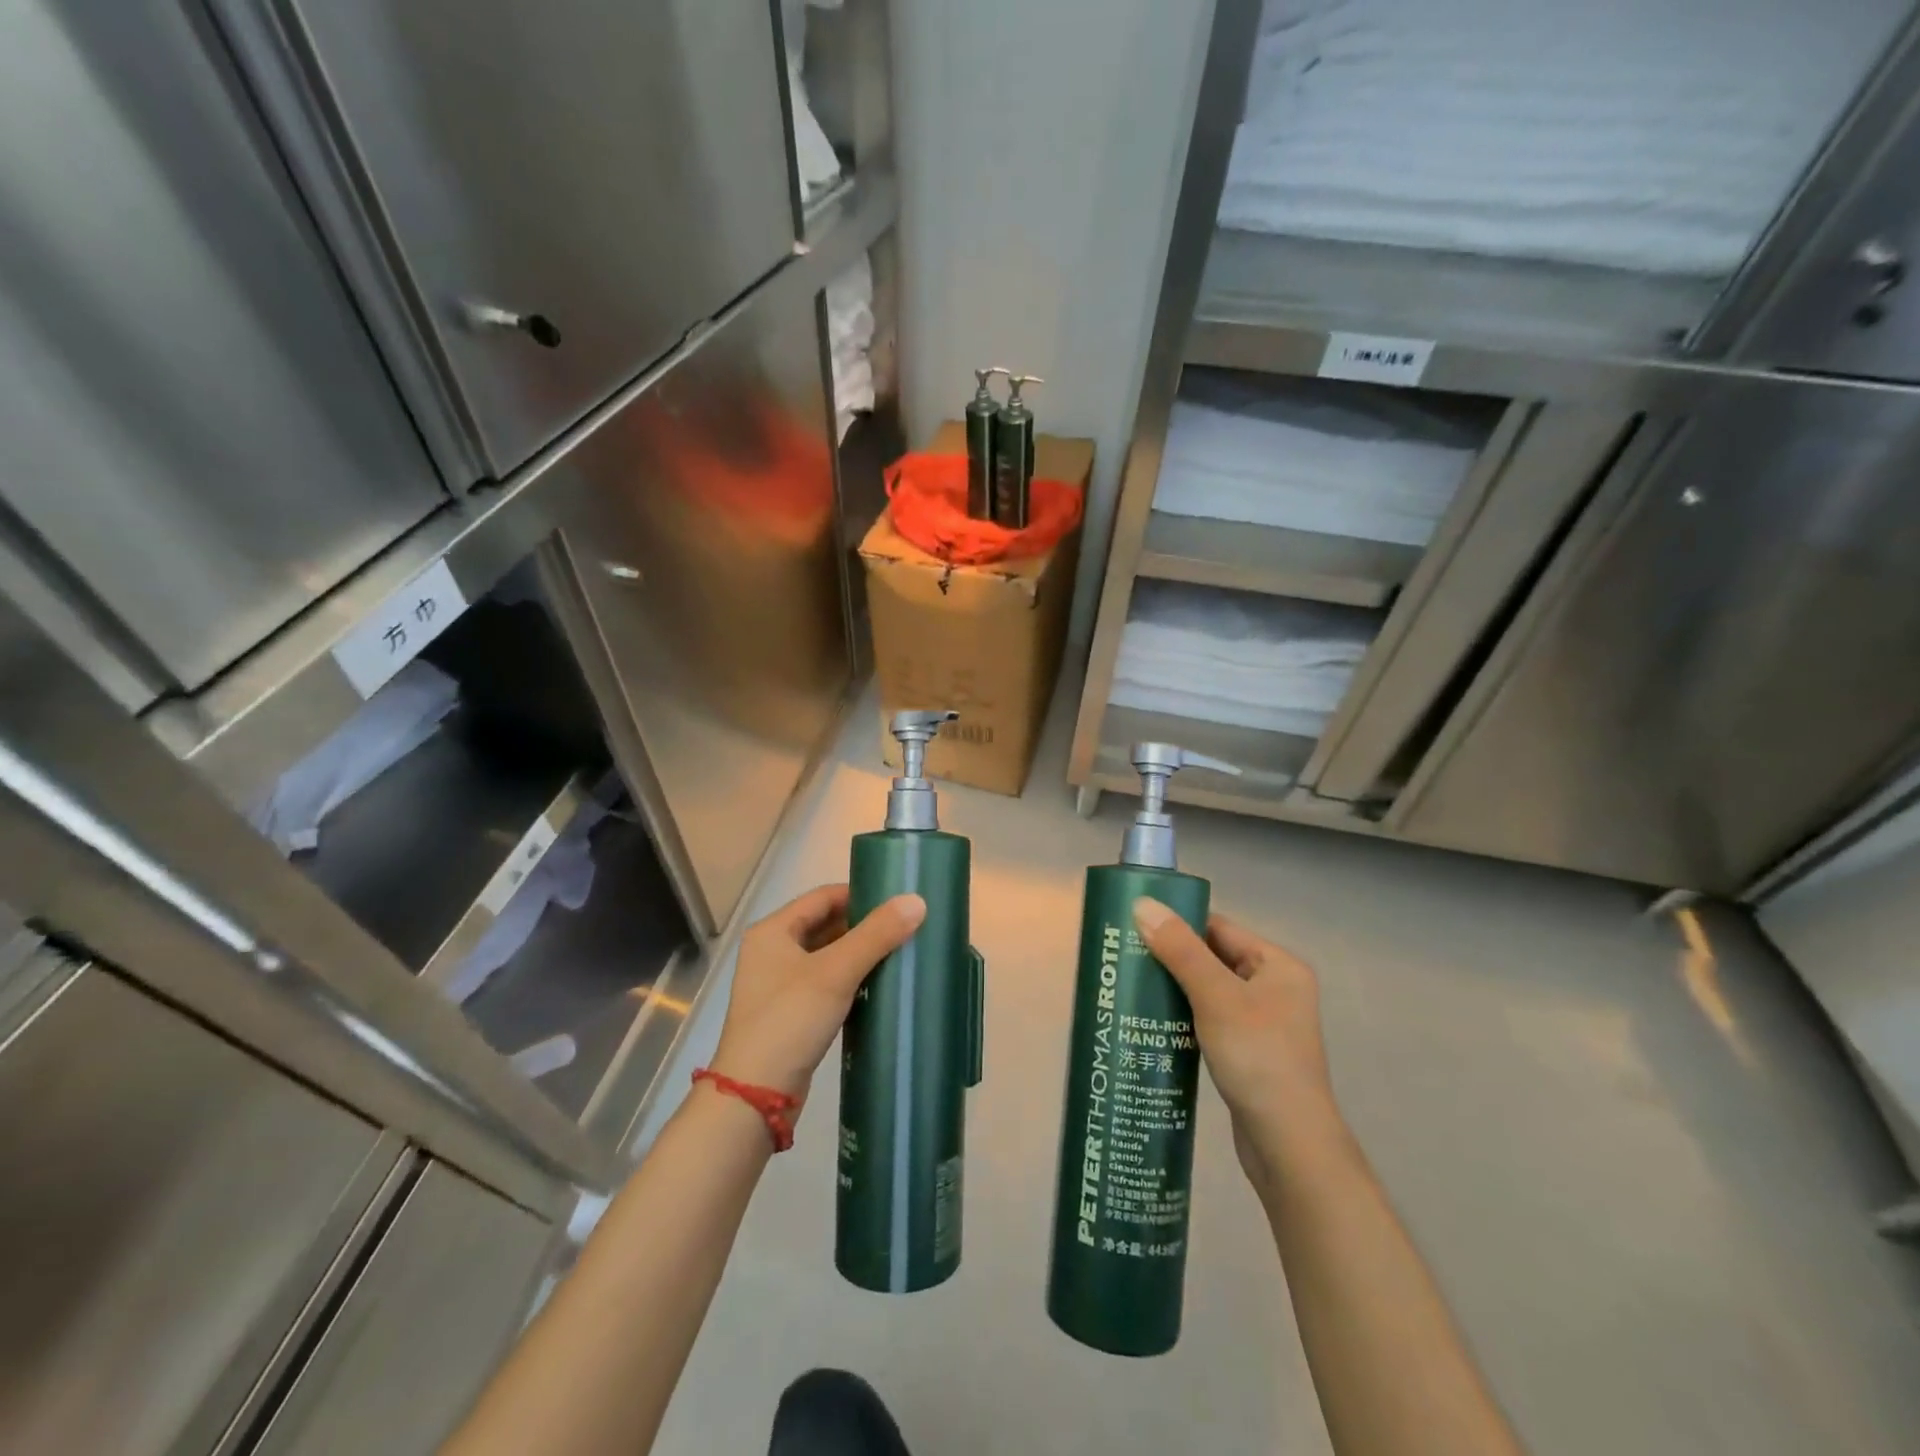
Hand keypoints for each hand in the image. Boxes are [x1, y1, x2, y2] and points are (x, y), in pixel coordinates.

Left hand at [709, 885, 924, 1108]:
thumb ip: (876, 934)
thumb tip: (917, 900)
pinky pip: (826, 982)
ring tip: (901, 952)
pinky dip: (851, 979)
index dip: (861, 894)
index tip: (898, 901)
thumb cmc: (790, 1020)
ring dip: (860, 953)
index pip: (823, 896)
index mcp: (773, 931)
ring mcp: (779, 984)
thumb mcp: (836, 972)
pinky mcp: (790, 1013)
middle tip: (906, 927)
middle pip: (825, 924)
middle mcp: (772, 951)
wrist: (755, 1096)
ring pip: (828, 955)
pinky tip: (879, 985)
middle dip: (864, 925)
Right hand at [1133, 899, 1345, 1187]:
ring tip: (1132, 985)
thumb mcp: (1216, 997)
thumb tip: (1142, 904)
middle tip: (1125, 956)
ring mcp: (1263, 1022)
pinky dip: (1184, 1014)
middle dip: (1171, 956)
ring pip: (1208, 989)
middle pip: (1213, 957)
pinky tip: (1153, 1019)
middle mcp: (1275, 987)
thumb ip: (1179, 950)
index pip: (1219, 928)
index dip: (1178, 924)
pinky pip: (1210, 1017)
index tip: (1135, 925)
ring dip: (1174, 986)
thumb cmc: (1257, 1058)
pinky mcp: (1248, 1050)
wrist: (1288, 1144)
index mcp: (1278, 965)